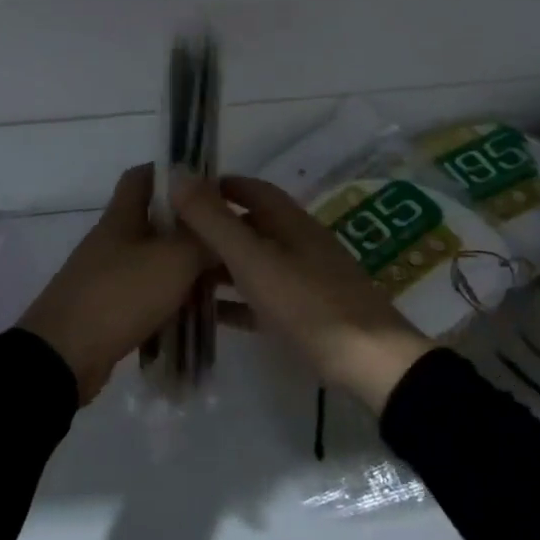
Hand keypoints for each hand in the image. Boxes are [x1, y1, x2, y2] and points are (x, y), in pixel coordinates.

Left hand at [19, 165, 213, 403]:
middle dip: (190, 229)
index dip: (172, 173)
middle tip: (227, 240)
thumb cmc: (119, 295)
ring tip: (222, 282)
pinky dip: (170, 302)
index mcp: (122, 217)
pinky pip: (147, 297)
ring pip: (154, 262)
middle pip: (155, 222)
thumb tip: (223, 222)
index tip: (208, 184)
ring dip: (184, 269)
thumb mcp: (172, 260)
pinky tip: (196, 315)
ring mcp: (107, 277)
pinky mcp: (108, 312)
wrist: (63, 357)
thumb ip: (202, 238)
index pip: (142, 177)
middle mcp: (113, 242)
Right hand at [172, 174, 431, 415]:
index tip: (180, 194)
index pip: (250, 189)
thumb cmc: (308, 303)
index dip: (217, 186)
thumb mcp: (254, 260)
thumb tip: (178, 176)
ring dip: (220, 265)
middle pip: (250, 226)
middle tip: (170, 239)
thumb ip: (215, 221)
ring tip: (179, 275)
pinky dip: (236, 300)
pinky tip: (210, 313)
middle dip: (213, 228)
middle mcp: (297, 243)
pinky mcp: (305, 314)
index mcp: (290, 222)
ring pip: (254, 263)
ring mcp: (304, 279)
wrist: (369, 362)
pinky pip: (261, 298)